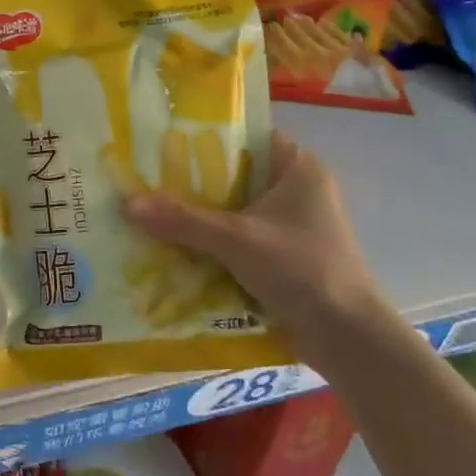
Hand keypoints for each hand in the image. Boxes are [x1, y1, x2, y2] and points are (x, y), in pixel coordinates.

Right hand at [123, 131, 390, 361]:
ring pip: (236, 211)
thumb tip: (128, 204)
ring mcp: (293, 227)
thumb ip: (183, 220)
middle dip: (194, 182)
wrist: (348, 339)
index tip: (165, 141)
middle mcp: (299, 191)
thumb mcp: (236, 239)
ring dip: (201, 216)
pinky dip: (213, 244)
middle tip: (148, 178)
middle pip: (236, 176)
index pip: (248, 136)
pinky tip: (176, 247)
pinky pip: (240, 240)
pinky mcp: (286, 258)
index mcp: (299, 168)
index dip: (208, 137)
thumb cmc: (302, 269)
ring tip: (152, 211)